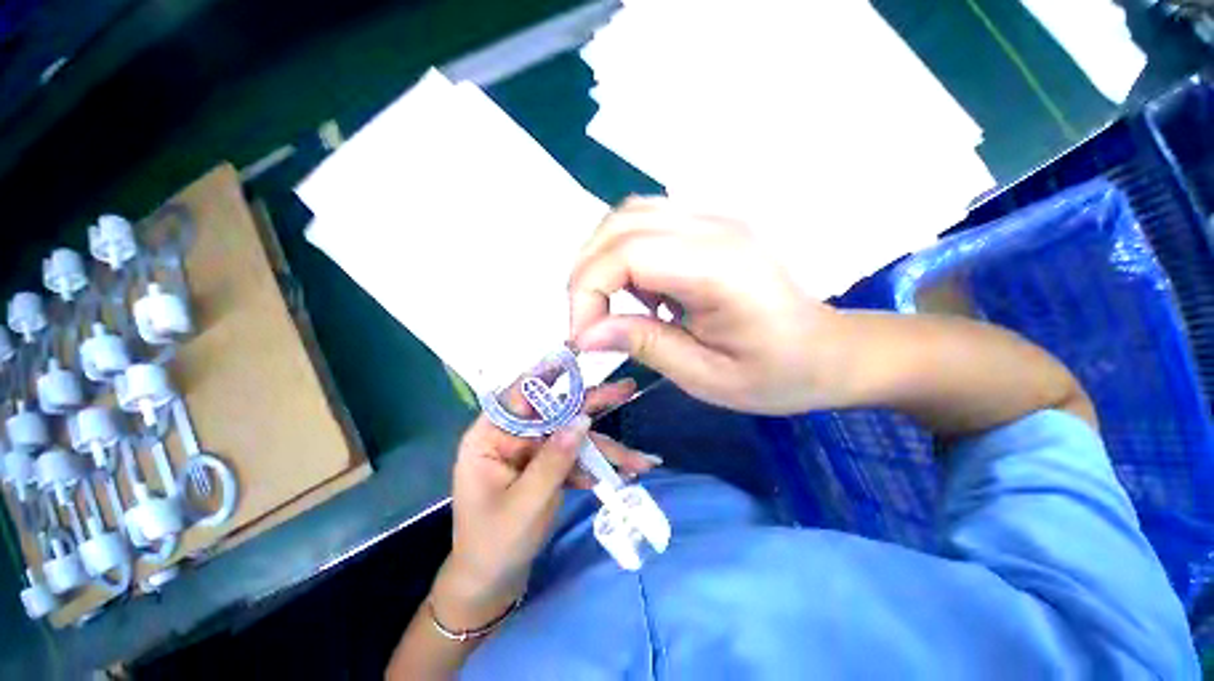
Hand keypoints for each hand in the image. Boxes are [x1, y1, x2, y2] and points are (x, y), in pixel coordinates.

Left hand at [433, 379, 656, 629]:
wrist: (492, 583)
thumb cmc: (495, 544)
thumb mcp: (525, 503)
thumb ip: (554, 459)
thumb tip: (584, 418)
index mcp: (491, 436)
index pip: (520, 393)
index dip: (549, 371)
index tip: (577, 351)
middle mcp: (514, 436)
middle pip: (557, 410)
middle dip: (594, 404)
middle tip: (627, 390)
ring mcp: (534, 451)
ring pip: (574, 436)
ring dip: (608, 447)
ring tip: (642, 459)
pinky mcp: (549, 465)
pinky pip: (577, 458)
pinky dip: (600, 466)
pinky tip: (627, 474)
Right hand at [569, 197, 848, 414]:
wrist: (828, 351)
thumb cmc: (776, 374)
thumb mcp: (706, 377)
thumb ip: (645, 345)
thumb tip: (586, 334)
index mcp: (719, 267)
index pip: (627, 253)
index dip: (588, 292)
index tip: (583, 338)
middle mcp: (715, 227)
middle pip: (620, 225)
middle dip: (586, 274)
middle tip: (587, 322)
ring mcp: (715, 219)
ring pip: (630, 215)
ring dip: (603, 259)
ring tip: (610, 304)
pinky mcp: (711, 226)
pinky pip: (648, 223)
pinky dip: (625, 253)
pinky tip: (641, 289)